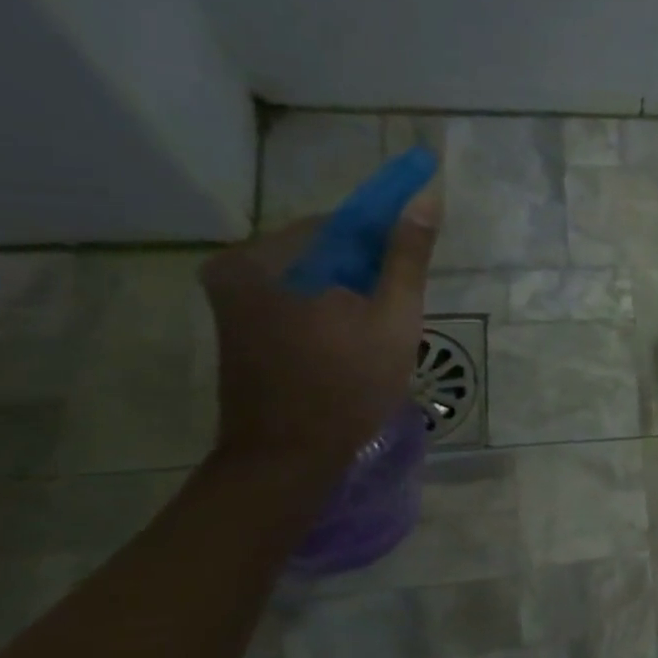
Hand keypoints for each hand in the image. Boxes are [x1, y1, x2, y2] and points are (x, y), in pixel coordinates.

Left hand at [199, 189, 440, 471]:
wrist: (287, 458)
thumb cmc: (346, 386)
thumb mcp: (392, 318)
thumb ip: (407, 257)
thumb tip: (426, 198)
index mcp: (265, 257)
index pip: (341, 224)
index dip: (384, 240)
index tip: (413, 266)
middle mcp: (236, 268)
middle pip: (323, 251)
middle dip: (365, 274)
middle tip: (396, 312)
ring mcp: (231, 300)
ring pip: (311, 279)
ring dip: (348, 295)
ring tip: (376, 335)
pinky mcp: (237, 328)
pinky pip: (294, 301)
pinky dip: (327, 313)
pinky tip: (349, 344)